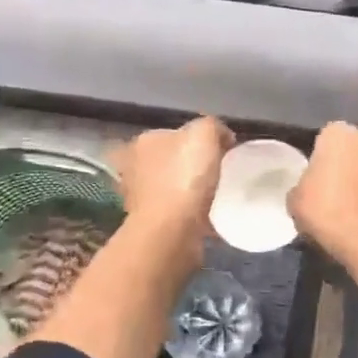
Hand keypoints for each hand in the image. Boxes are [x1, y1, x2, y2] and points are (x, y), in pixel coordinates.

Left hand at [111, 117, 232, 239]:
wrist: (171, 230)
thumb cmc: (185, 177)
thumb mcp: (205, 134)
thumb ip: (213, 127)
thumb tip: (222, 137)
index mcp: (144, 141)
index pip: (175, 133)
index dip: (199, 140)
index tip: (222, 152)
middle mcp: (134, 166)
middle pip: (170, 160)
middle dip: (190, 165)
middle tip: (219, 173)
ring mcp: (139, 197)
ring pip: (171, 186)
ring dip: (188, 190)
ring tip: (215, 196)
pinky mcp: (150, 223)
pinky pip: (175, 211)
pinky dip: (189, 213)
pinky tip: (207, 217)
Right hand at [289, 122, 357, 260]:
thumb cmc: (325, 211)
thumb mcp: (295, 200)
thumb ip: (304, 185)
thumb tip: (310, 189)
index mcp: (340, 133)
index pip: (327, 138)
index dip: (321, 159)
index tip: (317, 179)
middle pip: (356, 150)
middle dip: (348, 165)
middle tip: (336, 192)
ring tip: (355, 208)